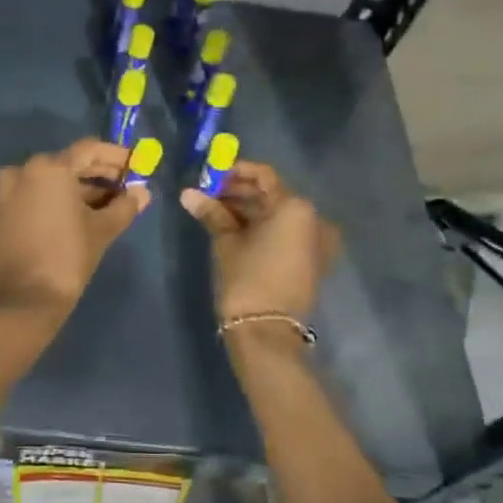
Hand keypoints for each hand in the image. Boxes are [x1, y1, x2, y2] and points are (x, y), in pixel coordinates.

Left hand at [0, 140, 149, 320]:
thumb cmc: (67, 258)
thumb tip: (142, 193)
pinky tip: (82, 212)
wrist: (24, 301)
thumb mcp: (102, 229)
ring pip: (51, 179)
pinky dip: (58, 198)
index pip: (89, 150)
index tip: (135, 165)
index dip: (115, 156)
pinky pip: (35, 193)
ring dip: (80, 188)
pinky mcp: (1, 210)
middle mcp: (23, 170)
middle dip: (99, 173)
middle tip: (126, 185)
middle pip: (69, 163)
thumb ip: (125, 206)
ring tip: (110, 203)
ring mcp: (7, 190)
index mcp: (49, 168)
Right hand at [181, 162, 338, 321]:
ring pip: (278, 214)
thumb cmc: (246, 278)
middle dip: (240, 192)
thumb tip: (187, 193)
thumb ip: (211, 212)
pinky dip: (262, 227)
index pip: (264, 176)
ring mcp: (315, 241)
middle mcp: (313, 219)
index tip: (211, 175)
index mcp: (295, 207)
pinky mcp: (311, 259)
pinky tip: (233, 228)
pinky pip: (285, 232)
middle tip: (208, 194)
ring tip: (215, 211)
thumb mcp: (226, 241)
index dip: (236, 172)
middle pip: (272, 195)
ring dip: (248, 210)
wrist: (266, 330)